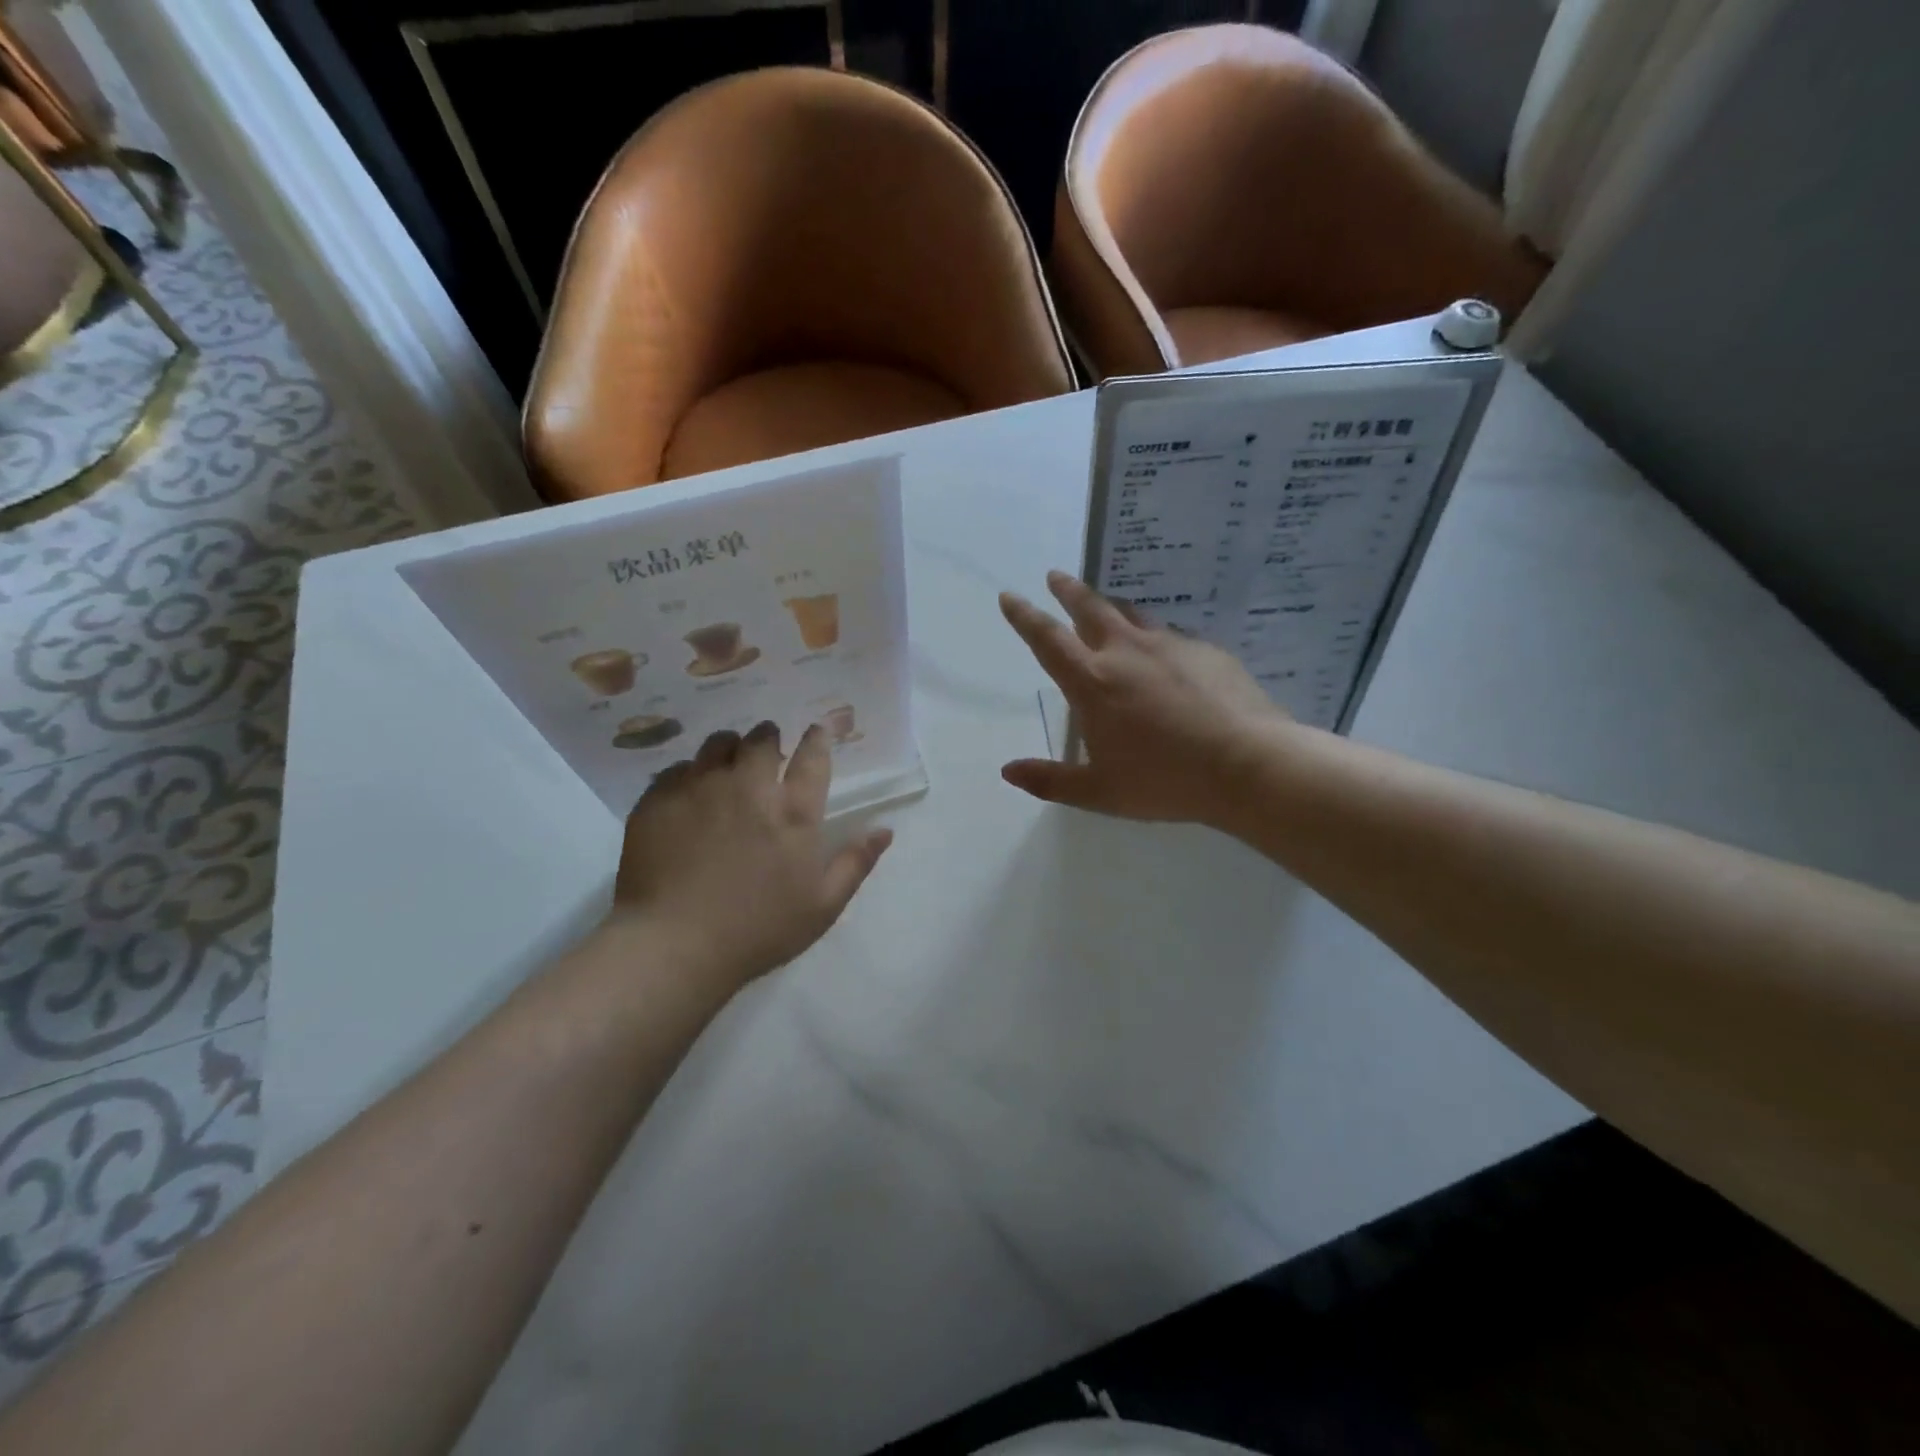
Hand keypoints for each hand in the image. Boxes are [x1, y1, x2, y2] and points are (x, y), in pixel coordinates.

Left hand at [609, 722, 891, 992]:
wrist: (674, 945)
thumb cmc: (759, 930)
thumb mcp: (823, 906)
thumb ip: (855, 862)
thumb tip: (885, 829)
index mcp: (794, 811)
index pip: (813, 757)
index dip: (817, 739)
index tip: (816, 730)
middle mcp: (749, 787)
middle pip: (762, 740)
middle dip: (769, 738)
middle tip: (768, 749)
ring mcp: (700, 789)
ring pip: (717, 744)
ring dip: (729, 748)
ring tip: (728, 763)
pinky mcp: (659, 800)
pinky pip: (676, 769)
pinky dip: (689, 774)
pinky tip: (688, 794)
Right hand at [1000, 571, 1286, 823]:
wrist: (1249, 765)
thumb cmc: (1166, 781)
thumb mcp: (1099, 792)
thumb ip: (1050, 780)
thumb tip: (1008, 771)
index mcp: (1093, 682)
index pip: (1047, 639)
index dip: (1024, 616)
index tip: (1010, 595)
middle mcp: (1127, 652)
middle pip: (1090, 608)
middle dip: (1068, 590)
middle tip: (1056, 576)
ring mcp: (1171, 645)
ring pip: (1132, 614)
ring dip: (1111, 607)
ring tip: (1105, 606)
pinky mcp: (1207, 650)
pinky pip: (1171, 635)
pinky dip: (1155, 637)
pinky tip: (1163, 653)